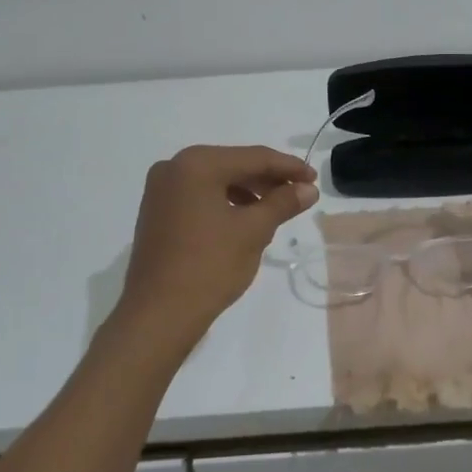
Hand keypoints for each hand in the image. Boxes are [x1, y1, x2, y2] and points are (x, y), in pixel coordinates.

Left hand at [118, 145, 318, 335]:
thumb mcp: (253, 231)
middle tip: (300, 194)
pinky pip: (200, 196)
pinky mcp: (157, 212)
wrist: (158, 314)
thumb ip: (283, 203)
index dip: (288, 167)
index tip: (314, 180)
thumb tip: (309, 189)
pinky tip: (245, 220)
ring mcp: (160, 190)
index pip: (254, 157)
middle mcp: (173, 167)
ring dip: (248, 192)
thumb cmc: (209, 266)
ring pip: (216, 181)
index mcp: (197, 164)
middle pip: (233, 165)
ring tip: (276, 210)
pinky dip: (225, 203)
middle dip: (268, 180)